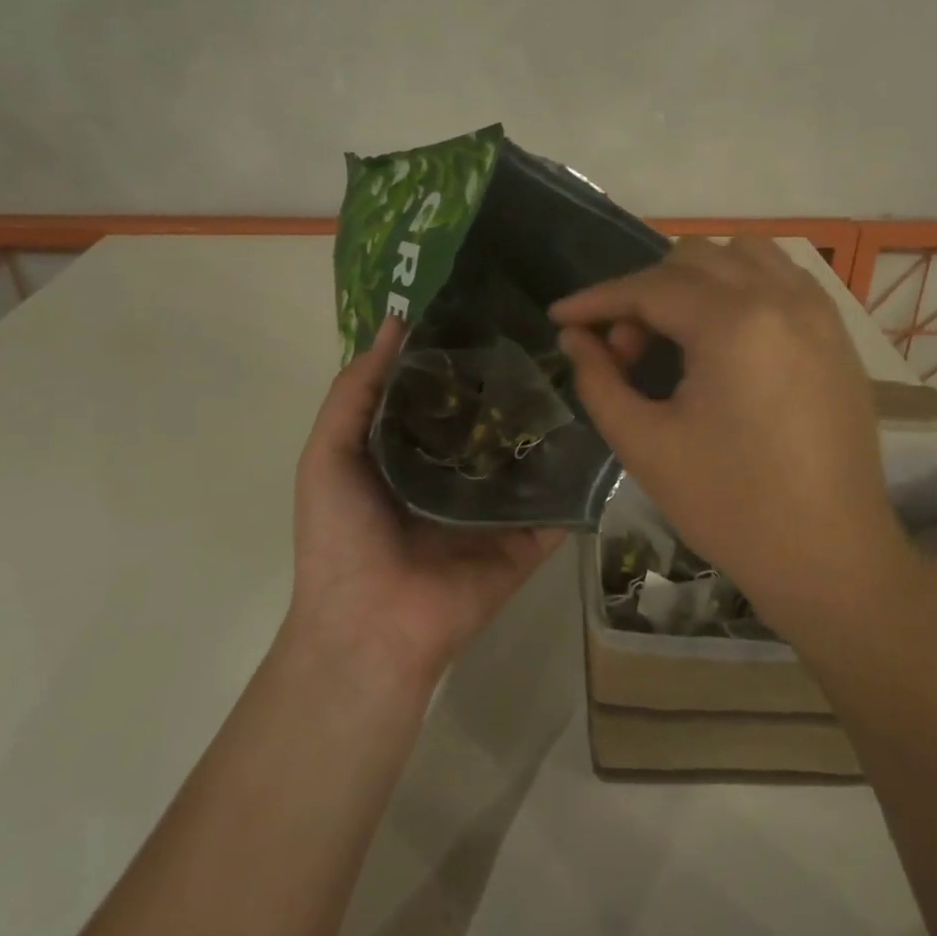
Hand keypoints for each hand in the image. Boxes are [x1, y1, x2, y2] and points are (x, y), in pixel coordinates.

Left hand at [288, 316, 564, 688]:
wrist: (371, 624)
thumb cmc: (341, 536)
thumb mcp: (329, 453)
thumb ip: (357, 390)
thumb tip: (396, 323)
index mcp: (412, 454)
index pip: (446, 395)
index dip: (463, 357)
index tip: (495, 310)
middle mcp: (458, 475)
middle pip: (494, 421)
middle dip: (515, 383)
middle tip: (554, 333)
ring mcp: (498, 508)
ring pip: (531, 456)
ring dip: (553, 421)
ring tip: (588, 368)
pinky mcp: (529, 538)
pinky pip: (559, 502)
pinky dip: (581, 474)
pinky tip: (607, 429)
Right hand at [551, 237, 913, 629]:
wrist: (828, 556)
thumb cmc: (729, 506)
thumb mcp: (645, 445)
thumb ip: (599, 381)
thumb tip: (574, 338)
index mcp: (734, 324)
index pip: (649, 287)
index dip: (596, 300)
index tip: (559, 317)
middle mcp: (782, 299)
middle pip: (693, 260)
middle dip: (644, 295)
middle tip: (623, 351)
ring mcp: (819, 313)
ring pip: (743, 257)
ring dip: (694, 280)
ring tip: (673, 335)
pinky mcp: (838, 336)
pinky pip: (782, 280)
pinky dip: (740, 288)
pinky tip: (723, 336)